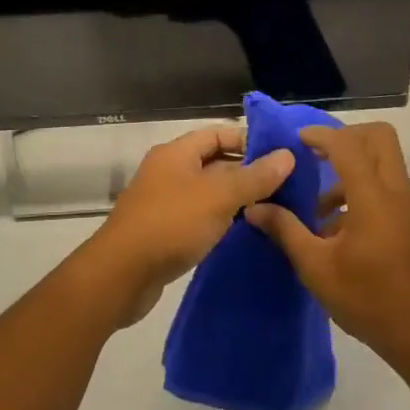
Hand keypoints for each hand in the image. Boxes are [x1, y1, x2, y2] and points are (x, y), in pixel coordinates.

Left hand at [87, 126, 293, 326]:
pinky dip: (220, 221)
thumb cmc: (171, 224)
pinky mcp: (164, 232)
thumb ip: (255, 177)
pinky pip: (199, 217)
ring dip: (236, 199)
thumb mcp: (219, 196)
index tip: (280, 157)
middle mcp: (168, 172)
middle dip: (247, 172)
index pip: (217, 133)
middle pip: (214, 163)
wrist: (121, 275)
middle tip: (284, 186)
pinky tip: (243, 232)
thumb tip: (288, 155)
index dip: (248, 141)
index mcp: (176, 153)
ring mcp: (164, 202)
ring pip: (208, 193)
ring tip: (273, 209)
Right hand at [245, 122, 409, 371]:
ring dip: (352, 168)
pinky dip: (363, 189)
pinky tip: (338, 230)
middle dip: (345, 138)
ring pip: (384, 162)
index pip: (348, 144)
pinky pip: (388, 187)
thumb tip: (255, 208)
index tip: (295, 141)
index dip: (320, 135)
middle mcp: (397, 192)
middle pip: (378, 137)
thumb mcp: (316, 268)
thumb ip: (286, 231)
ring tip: (318, 208)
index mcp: (374, 197)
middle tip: (314, 158)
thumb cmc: (368, 300)